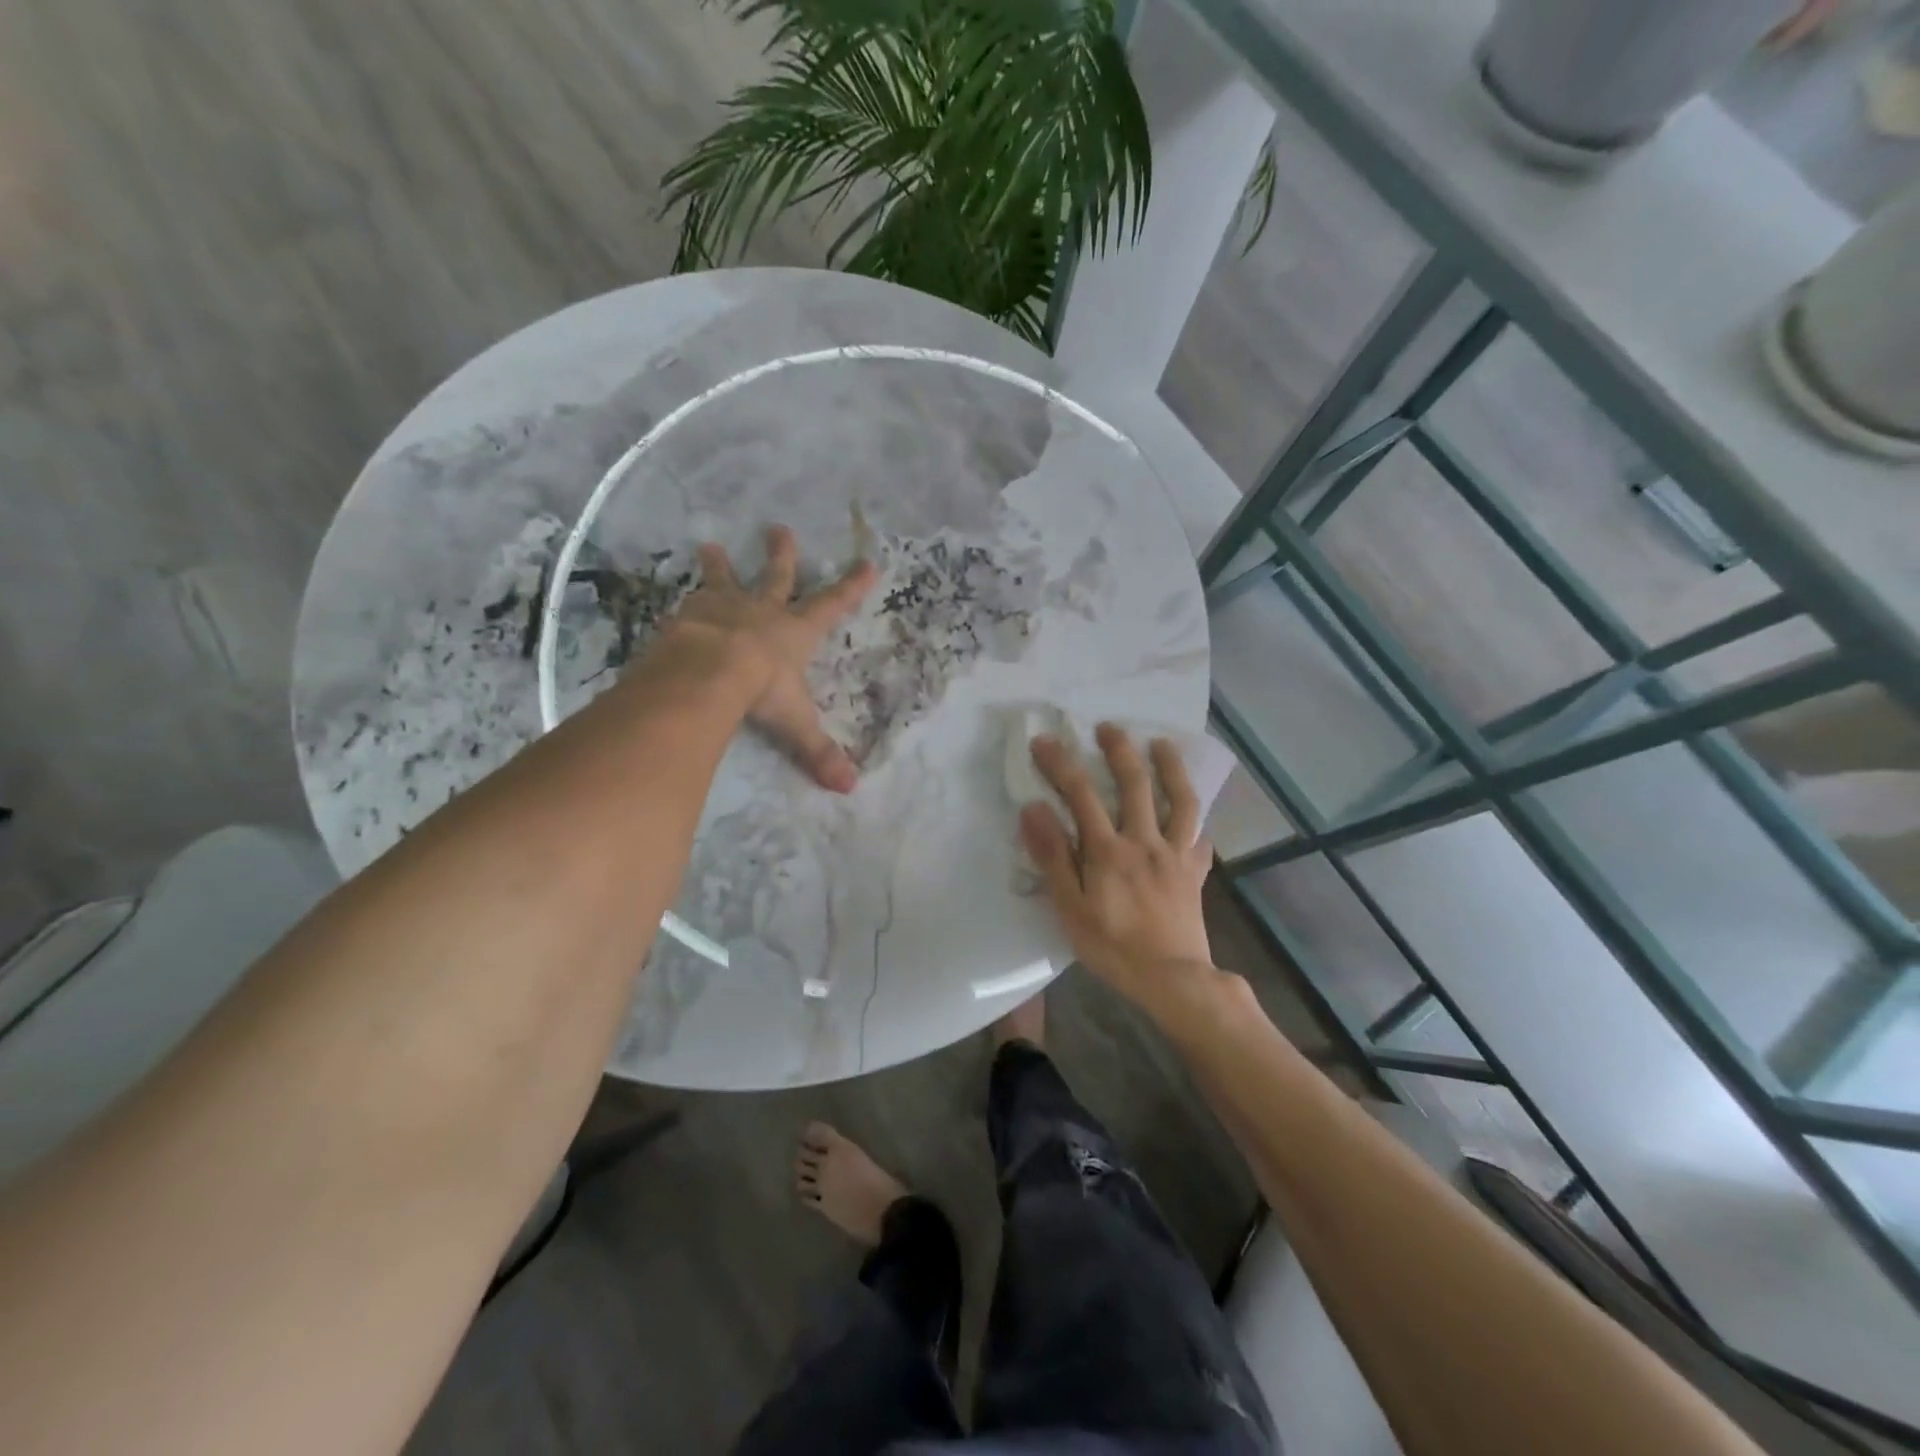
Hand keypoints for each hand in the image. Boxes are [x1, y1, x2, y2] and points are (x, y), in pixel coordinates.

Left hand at [668, 525, 876, 791]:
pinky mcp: (690, 614)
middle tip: (779, 528)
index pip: (832, 606)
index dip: (851, 587)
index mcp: (795, 633)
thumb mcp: (795, 724)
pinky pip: (691, 601)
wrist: (709, 669)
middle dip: (782, 555)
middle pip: (777, 578)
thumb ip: (818, 753)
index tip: (868, 563)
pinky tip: (678, 596)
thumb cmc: (762, 690)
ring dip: (721, 564)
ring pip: (726, 580)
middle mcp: (763, 612)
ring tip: (711, 544)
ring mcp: (724, 608)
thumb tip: (849, 787)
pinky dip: (688, 596)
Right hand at [1020, 724, 1217, 1009]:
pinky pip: (1200, 838)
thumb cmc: (1113, 948)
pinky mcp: (1194, 872)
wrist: (1173, 980)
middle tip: (1108, 726)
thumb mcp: (1070, 908)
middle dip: (1119, 750)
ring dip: (1171, 768)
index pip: (1080, 795)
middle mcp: (1144, 841)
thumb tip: (1034, 809)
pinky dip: (1197, 821)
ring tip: (1162, 744)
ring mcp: (1175, 855)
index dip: (1061, 764)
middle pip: (1134, 785)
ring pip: (1180, 801)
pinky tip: (1194, 815)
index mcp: (1108, 850)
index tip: (1045, 741)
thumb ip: (1053, 857)